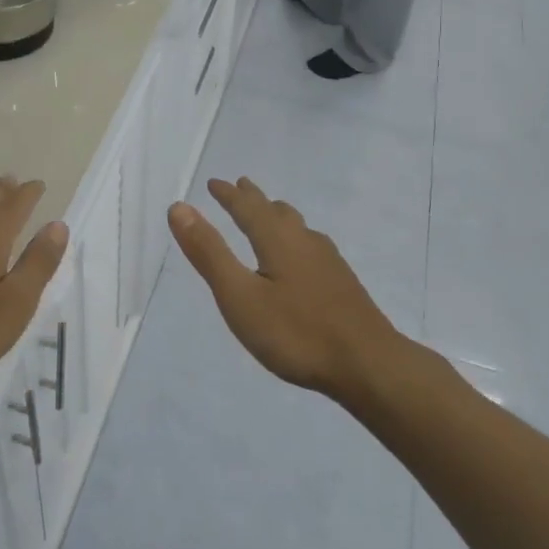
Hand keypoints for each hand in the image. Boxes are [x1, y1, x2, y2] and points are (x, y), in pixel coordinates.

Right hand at [168, 178, 400, 398]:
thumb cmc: (296, 332)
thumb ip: (209, 253)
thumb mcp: (240, 296)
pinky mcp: (342, 283)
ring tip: (270, 213)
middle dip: (254, 199)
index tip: (214, 183)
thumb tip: (179, 207)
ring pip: (297, 226)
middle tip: (241, 186)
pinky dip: (294, 237)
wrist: (368, 365)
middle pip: (275, 211)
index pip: (247, 207)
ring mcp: (328, 261)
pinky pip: (310, 244)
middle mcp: (304, 241)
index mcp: (277, 239)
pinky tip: (303, 256)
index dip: (228, 195)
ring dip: (276, 215)